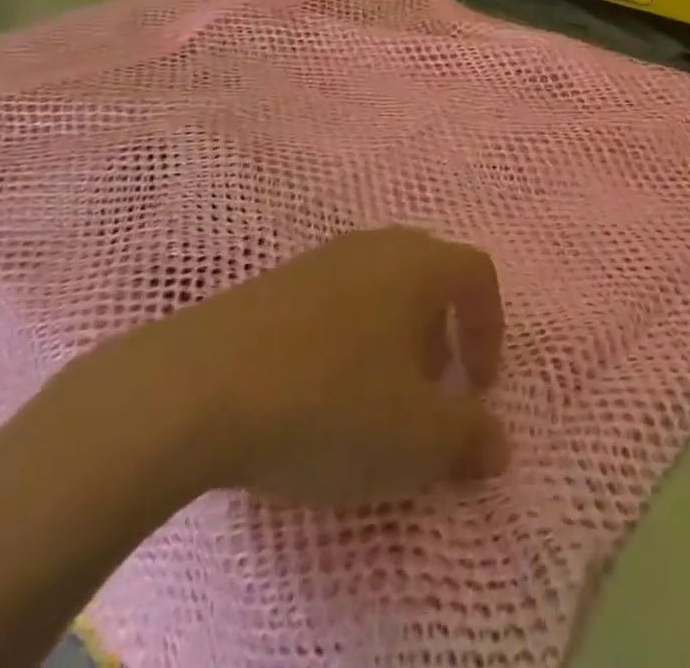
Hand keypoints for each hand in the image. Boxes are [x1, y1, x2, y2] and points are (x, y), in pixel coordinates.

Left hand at [90, 227, 508, 509]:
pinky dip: (344, 342)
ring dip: (391, 340)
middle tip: (430, 391)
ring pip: (377, 290)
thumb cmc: (329, 404)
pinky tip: (315, 394)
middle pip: (428, 277)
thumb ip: (469, 438)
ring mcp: (316, 260)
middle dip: (441, 334)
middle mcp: (373, 246)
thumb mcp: (416, 439)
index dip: (491, 328)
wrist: (192, 390)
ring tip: (372, 399)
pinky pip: (330, 304)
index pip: (478, 273)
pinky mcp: (269, 285)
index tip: (480, 387)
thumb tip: (497, 443)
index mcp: (417, 263)